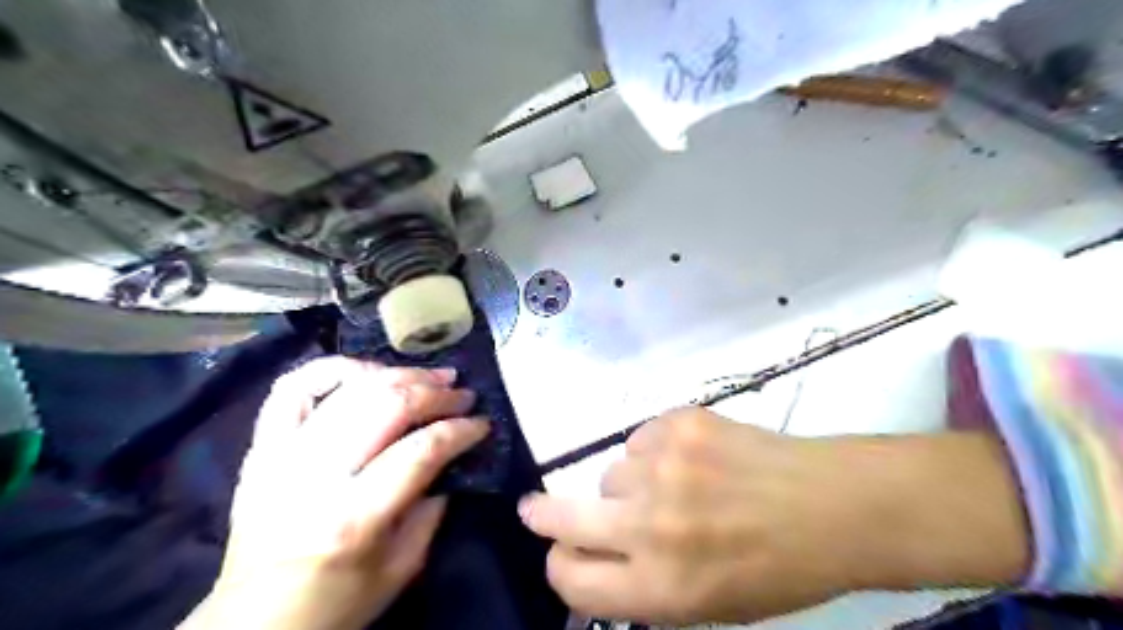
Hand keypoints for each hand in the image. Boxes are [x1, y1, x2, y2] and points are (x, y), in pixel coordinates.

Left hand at [181, 357, 489, 626]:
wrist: (252, 623)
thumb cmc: (336, 602)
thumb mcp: (401, 569)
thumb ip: (431, 509)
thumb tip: (448, 459)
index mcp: (354, 517)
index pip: (421, 450)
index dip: (460, 429)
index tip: (482, 423)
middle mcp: (315, 476)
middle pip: (387, 406)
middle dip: (436, 393)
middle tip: (463, 393)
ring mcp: (282, 455)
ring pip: (350, 388)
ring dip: (400, 374)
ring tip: (430, 376)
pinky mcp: (261, 447)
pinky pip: (292, 388)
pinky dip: (334, 369)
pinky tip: (367, 372)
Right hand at [517, 409, 1025, 623]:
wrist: (831, 505)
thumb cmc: (774, 569)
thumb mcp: (706, 605)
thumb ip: (641, 585)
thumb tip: (591, 556)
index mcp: (660, 587)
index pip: (571, 579)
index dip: (560, 567)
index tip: (560, 552)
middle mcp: (651, 526)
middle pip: (561, 518)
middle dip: (542, 516)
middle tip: (534, 510)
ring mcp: (663, 467)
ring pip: (610, 473)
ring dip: (629, 484)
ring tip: (676, 486)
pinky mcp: (678, 423)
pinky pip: (637, 439)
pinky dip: (652, 451)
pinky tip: (689, 458)